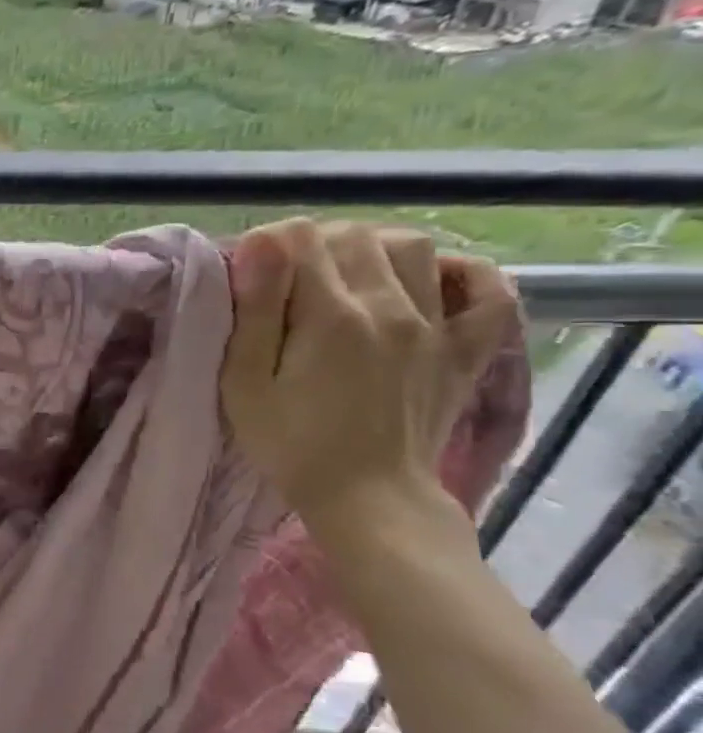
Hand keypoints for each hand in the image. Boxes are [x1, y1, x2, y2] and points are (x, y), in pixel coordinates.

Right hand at [221, 219, 515, 532]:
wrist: (367, 497)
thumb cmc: (289, 443)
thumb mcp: (245, 382)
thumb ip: (255, 310)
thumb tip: (261, 242)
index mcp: (330, 316)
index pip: (299, 238)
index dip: (267, 245)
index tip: (250, 274)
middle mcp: (391, 308)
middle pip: (355, 235)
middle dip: (313, 243)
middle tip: (286, 279)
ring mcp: (437, 326)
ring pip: (413, 247)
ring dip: (371, 248)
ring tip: (344, 277)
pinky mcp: (466, 349)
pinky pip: (488, 290)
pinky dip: (460, 272)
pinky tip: (428, 280)